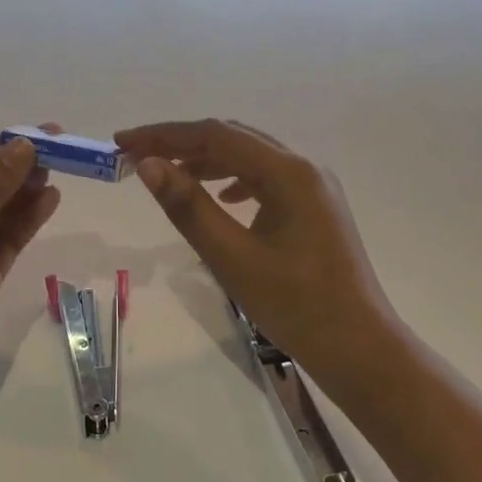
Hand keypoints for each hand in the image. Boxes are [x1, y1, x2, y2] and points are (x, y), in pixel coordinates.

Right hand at [115, 119, 403, 395]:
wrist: (359, 347)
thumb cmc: (296, 307)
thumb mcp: (233, 259)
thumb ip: (189, 208)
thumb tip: (148, 166)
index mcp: (289, 172)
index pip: (216, 135)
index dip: (165, 135)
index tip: (123, 142)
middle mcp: (305, 167)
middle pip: (234, 139)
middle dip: (183, 143)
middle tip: (137, 156)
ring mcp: (314, 186)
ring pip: (251, 157)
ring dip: (207, 160)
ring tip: (168, 174)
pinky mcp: (316, 207)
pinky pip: (267, 179)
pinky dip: (234, 180)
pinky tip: (221, 198)